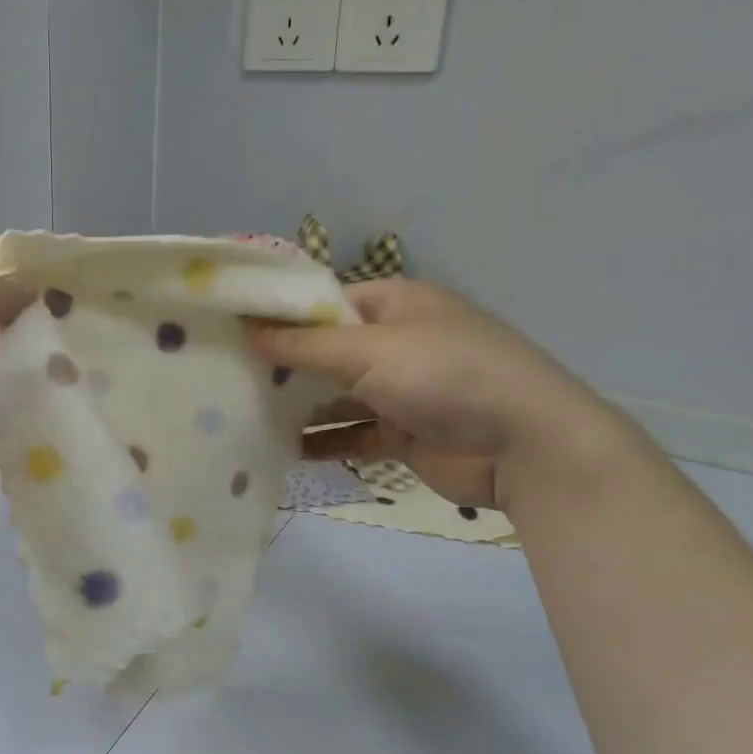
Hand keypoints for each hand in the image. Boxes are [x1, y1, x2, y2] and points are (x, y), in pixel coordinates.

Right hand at [248, 278, 631, 511]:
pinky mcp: (404, 434)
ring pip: (337, 396)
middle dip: (284, 365)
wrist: (525, 445)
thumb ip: (304, 344)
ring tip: (244, 415)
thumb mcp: (368, 350)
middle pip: (327, 350)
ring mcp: (402, 390)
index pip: (325, 302)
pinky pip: (352, 434)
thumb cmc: (445, 376)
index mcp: (395, 304)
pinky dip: (324, 441)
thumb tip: (247, 328)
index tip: (232, 331)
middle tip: (227, 376)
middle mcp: (397, 342)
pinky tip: (284, 451)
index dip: (281, 316)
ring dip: (300, 407)